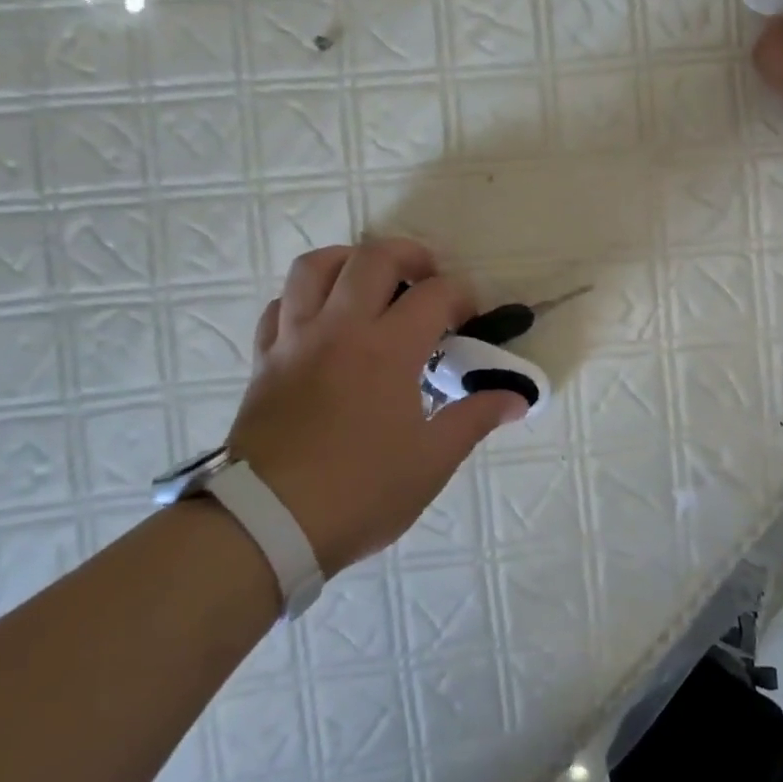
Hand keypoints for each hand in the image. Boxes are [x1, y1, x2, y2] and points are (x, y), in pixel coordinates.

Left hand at [225, 240, 526, 577]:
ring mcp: (295, 340)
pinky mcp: (264, 360)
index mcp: (387, 349)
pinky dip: (304, 298)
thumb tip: (518, 398)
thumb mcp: (431, 462)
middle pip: (373, 258)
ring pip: (314, 267)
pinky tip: (322, 319)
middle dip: (410, 255)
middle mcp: (339, 329)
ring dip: (349, 260)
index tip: (472, 319)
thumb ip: (475, 419)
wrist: (265, 526)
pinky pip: (279, 306)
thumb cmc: (358, 492)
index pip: (435, 294)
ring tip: (370, 281)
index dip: (462, 296)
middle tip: (428, 277)